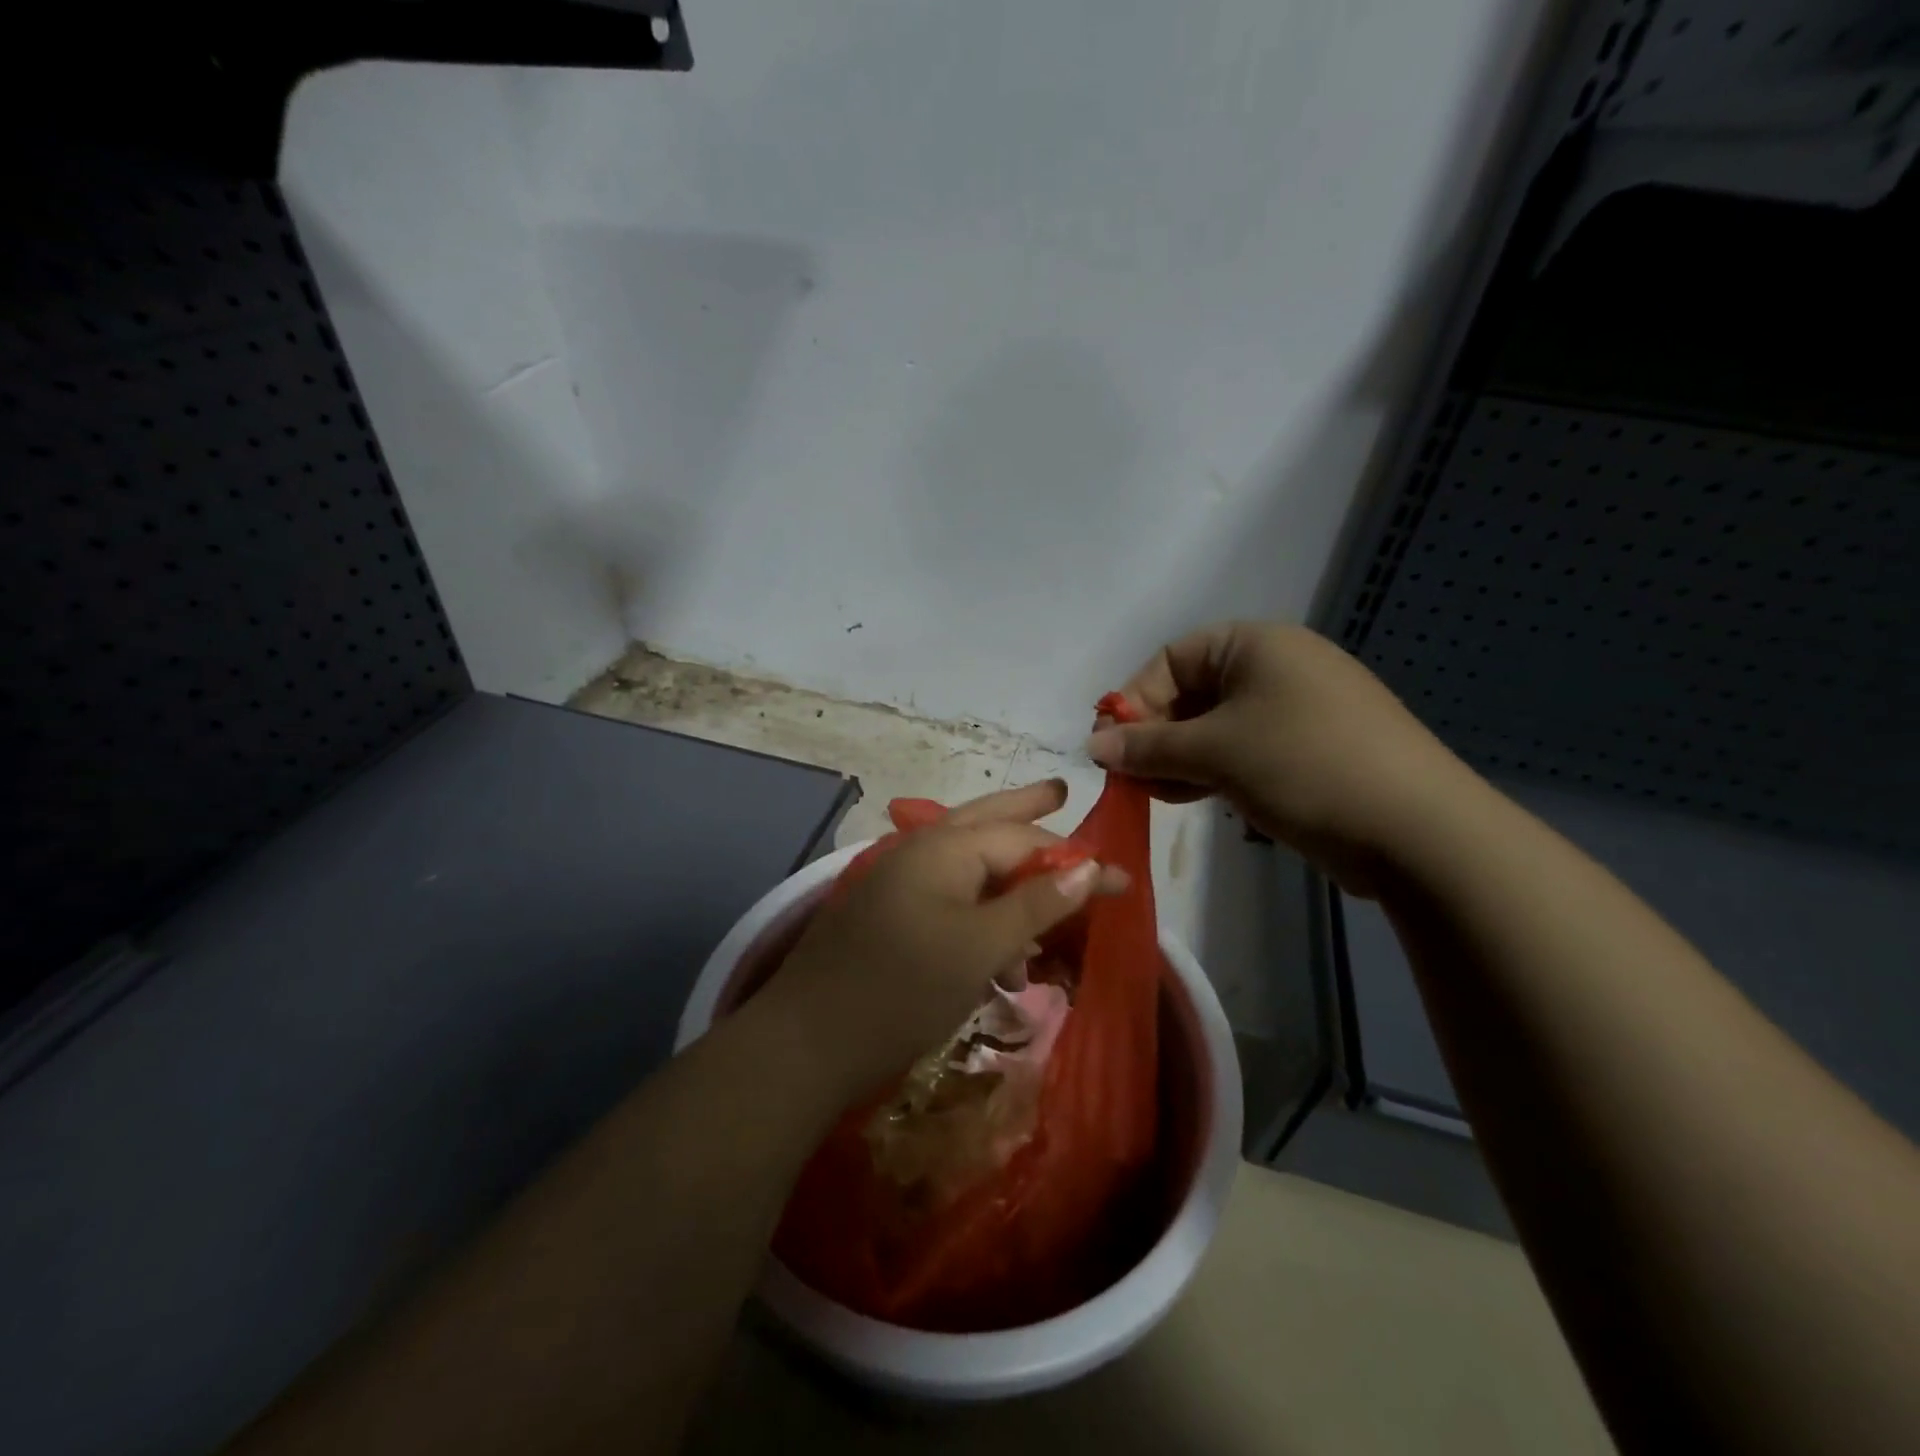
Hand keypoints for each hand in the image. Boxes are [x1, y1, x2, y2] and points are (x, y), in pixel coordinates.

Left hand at [761, 780, 1127, 1102]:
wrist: (805, 1043)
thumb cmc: (903, 988)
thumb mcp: (980, 946)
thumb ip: (1035, 903)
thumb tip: (1089, 867)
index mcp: (945, 847)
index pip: (1025, 840)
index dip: (1076, 860)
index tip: (1121, 882)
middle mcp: (921, 851)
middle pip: (987, 820)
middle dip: (1026, 809)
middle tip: (1060, 791)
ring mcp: (899, 882)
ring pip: (968, 863)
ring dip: (1008, 877)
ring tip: (1047, 901)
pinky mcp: (889, 916)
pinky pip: (948, 898)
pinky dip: (981, 912)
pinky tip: (1000, 947)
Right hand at [1086, 621, 1479, 895]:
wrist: (1417, 831)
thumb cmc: (1303, 765)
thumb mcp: (1214, 751)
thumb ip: (1148, 747)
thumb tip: (1092, 746)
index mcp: (1256, 644)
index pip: (1171, 659)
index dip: (1134, 700)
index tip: (1111, 746)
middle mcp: (1276, 668)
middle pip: (1191, 693)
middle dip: (1154, 735)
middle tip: (1128, 777)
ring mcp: (1296, 711)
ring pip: (1214, 728)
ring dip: (1177, 759)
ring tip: (1153, 794)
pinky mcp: (1308, 752)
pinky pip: (1242, 751)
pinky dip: (1211, 771)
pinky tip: (1189, 798)